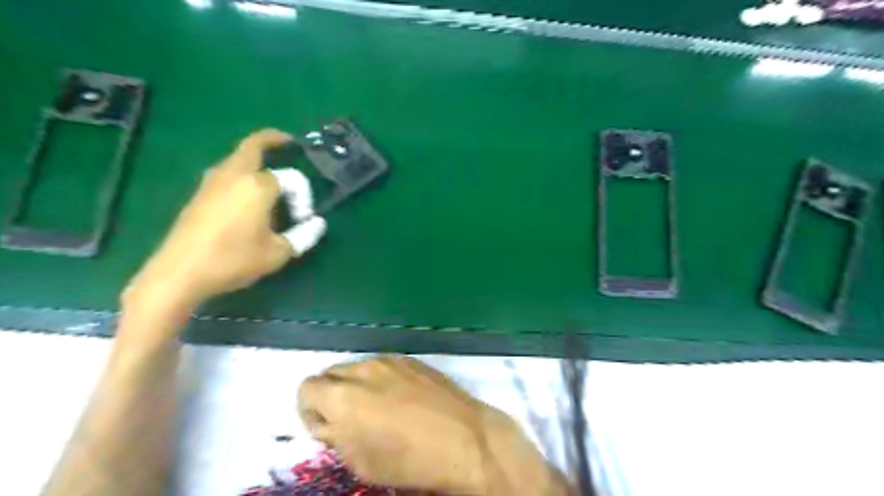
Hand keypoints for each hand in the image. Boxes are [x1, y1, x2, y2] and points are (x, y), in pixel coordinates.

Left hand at [126, 130, 325, 310]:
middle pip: (253, 146)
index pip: (291, 179)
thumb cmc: (234, 259)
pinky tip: (247, 194)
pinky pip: (226, 172)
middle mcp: (234, 175)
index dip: (304, 197)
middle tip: (287, 142)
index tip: (303, 220)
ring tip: (270, 173)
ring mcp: (212, 182)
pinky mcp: (199, 194)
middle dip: (272, 140)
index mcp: (257, 185)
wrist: (180, 272)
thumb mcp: (278, 253)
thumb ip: (303, 236)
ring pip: (236, 158)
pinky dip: (241, 172)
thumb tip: (317, 224)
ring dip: (254, 158)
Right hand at [297, 357, 573, 495]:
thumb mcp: (361, 460)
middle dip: (331, 396)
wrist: (464, 438)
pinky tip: (401, 399)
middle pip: (330, 373)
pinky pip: (383, 365)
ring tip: (378, 409)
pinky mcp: (411, 359)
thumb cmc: (409, 460)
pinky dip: (380, 379)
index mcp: (344, 396)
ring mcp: (390, 360)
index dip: (309, 411)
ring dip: (356, 386)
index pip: (306, 388)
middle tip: (349, 420)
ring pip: (357, 367)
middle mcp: (363, 369)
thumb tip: (329, 421)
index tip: (327, 429)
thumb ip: (336, 435)